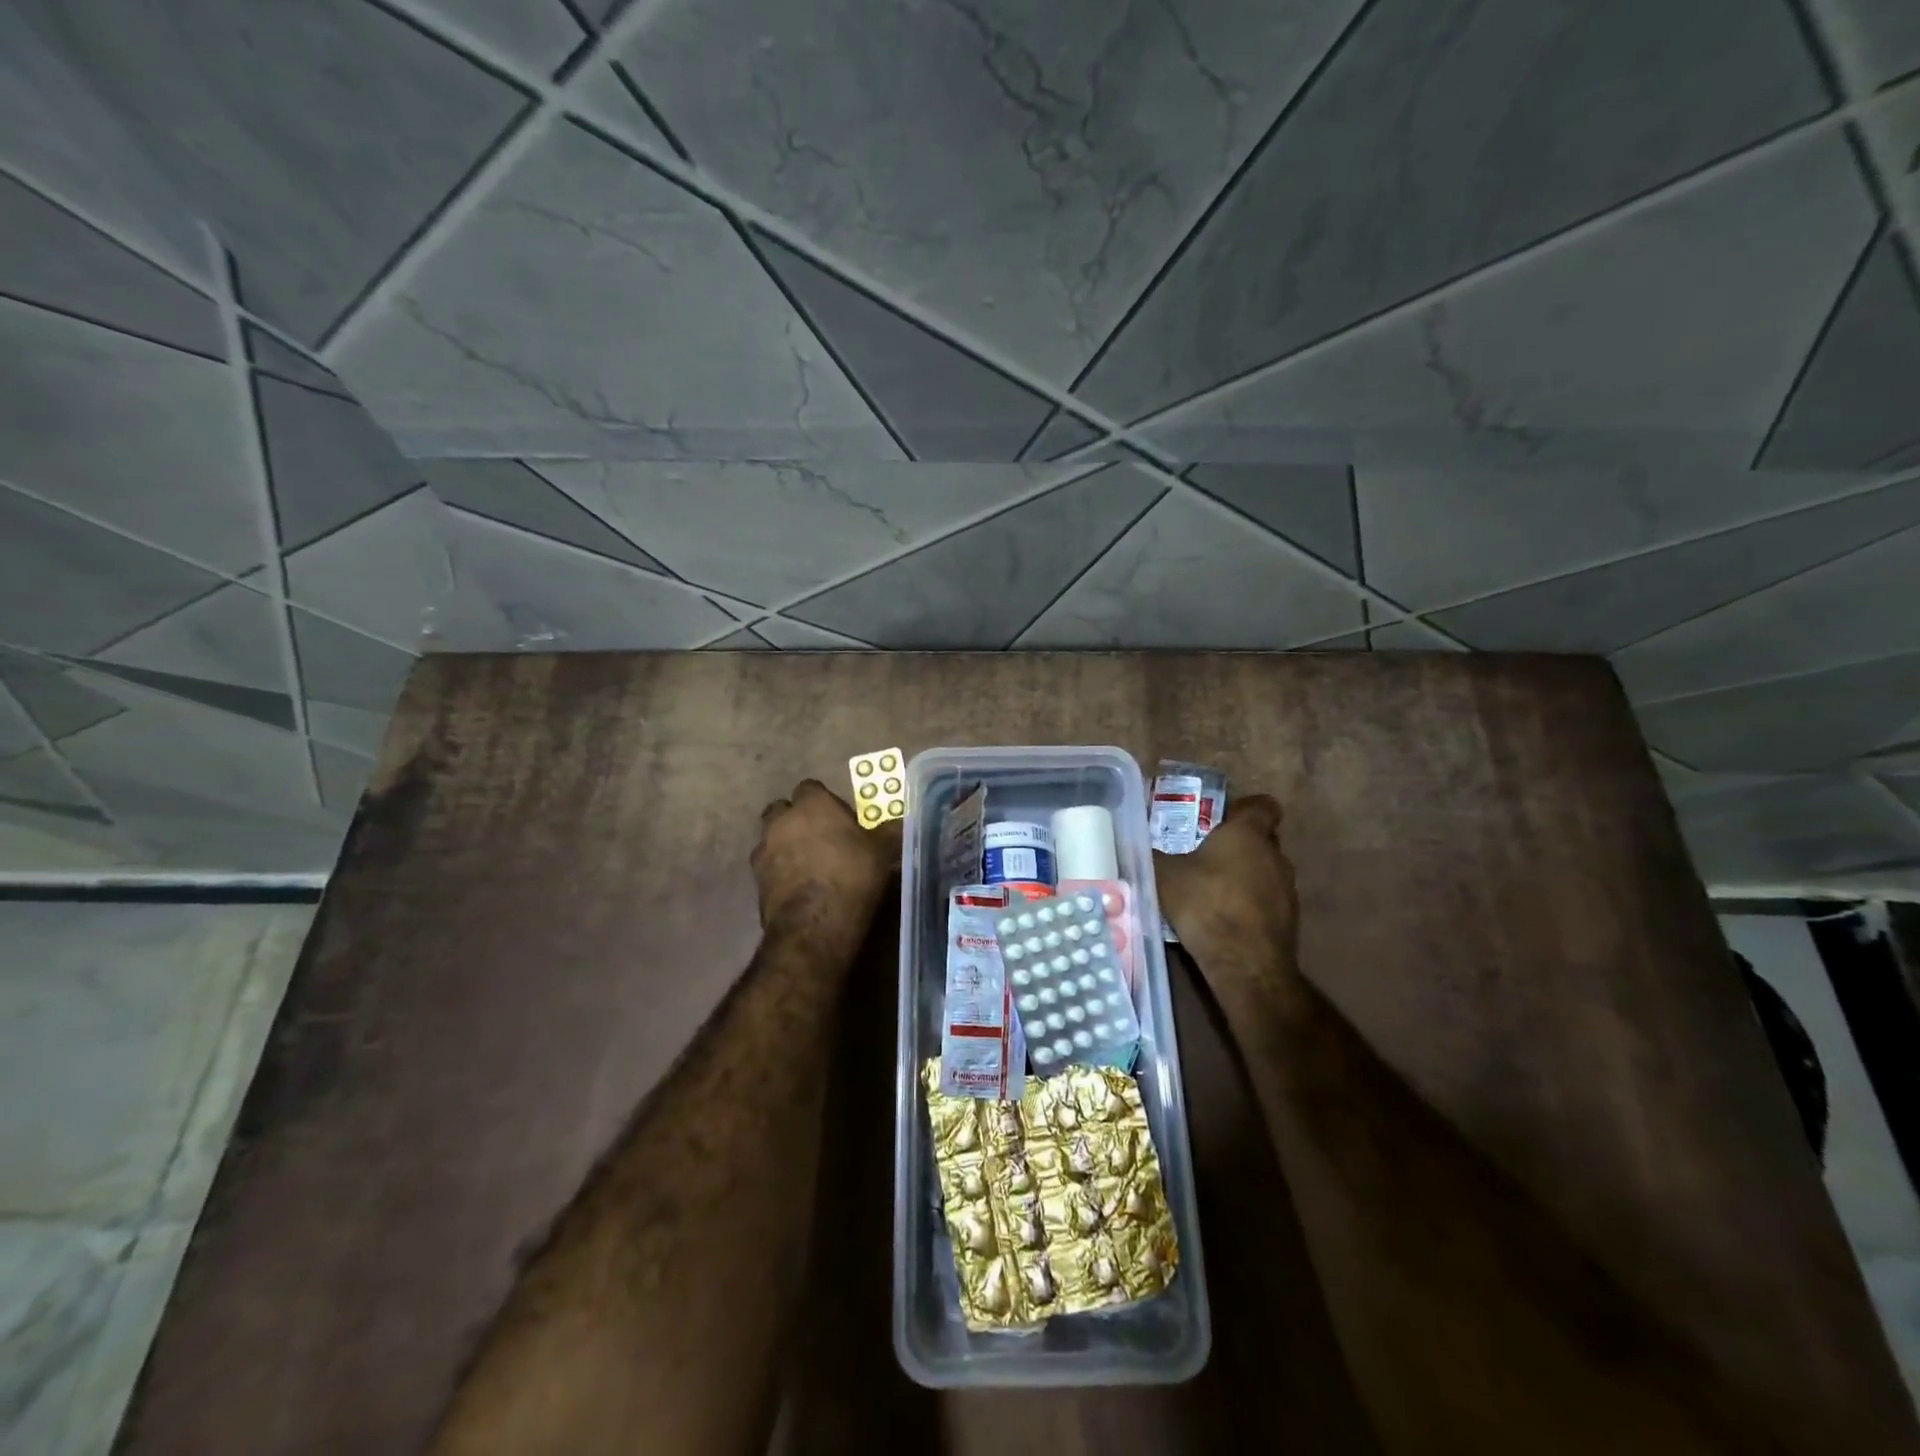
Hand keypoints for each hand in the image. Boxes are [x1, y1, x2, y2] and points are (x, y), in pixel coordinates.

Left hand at [751, 780, 901, 928]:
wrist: (815, 924)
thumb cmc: (852, 875)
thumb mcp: (882, 851)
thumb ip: (888, 831)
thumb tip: (900, 822)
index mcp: (812, 804)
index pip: (811, 787)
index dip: (825, 801)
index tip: (839, 817)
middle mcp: (782, 820)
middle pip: (783, 810)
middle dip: (797, 819)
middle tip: (820, 837)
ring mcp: (764, 850)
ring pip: (771, 838)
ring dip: (784, 845)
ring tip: (808, 865)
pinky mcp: (755, 879)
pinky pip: (768, 867)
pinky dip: (779, 871)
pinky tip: (797, 887)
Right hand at [1154, 794, 1302, 999]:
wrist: (1245, 963)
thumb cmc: (1205, 904)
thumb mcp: (1165, 876)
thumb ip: (1155, 857)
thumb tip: (1140, 847)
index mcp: (1248, 833)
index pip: (1263, 805)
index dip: (1245, 808)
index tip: (1223, 818)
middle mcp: (1275, 855)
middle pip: (1262, 839)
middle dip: (1237, 845)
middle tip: (1205, 855)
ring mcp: (1287, 889)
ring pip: (1265, 871)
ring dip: (1244, 876)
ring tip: (1211, 891)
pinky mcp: (1289, 920)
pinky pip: (1267, 900)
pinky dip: (1250, 904)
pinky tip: (1223, 919)